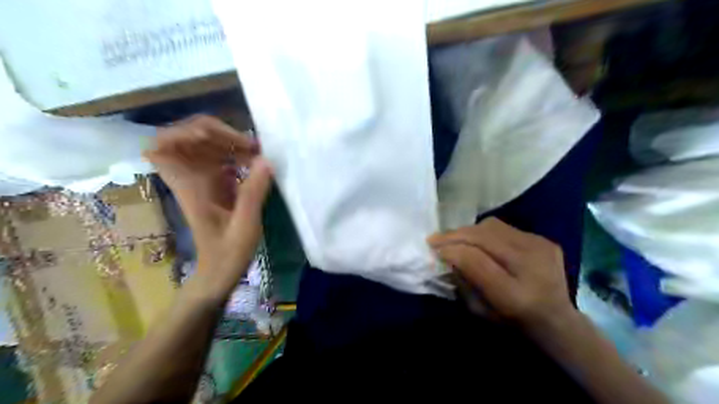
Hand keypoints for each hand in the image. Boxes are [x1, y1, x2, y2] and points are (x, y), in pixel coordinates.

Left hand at [144, 116, 274, 297]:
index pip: (162, 146)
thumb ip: (253, 192)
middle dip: (217, 132)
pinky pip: (218, 157)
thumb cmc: (228, 252)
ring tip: (256, 152)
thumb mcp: (245, 225)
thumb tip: (265, 160)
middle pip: (186, 136)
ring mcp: (201, 179)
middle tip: (249, 145)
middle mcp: (190, 177)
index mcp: (190, 186)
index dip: (183, 132)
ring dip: (229, 141)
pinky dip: (235, 153)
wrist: (220, 270)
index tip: (215, 137)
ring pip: (204, 144)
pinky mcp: (213, 184)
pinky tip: (254, 162)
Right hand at [430, 217, 576, 330]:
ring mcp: (541, 248)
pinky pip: (504, 227)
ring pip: (491, 226)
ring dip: (468, 231)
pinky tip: (480, 241)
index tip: (433, 249)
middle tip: (435, 239)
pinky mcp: (544, 239)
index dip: (451, 251)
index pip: (476, 261)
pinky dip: (485, 232)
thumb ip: (462, 282)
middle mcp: (531, 266)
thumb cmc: (513, 322)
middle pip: (483, 237)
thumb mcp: (480, 311)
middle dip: (454, 235)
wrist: (557, 320)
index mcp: (514, 296)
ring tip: (456, 238)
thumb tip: (446, 255)